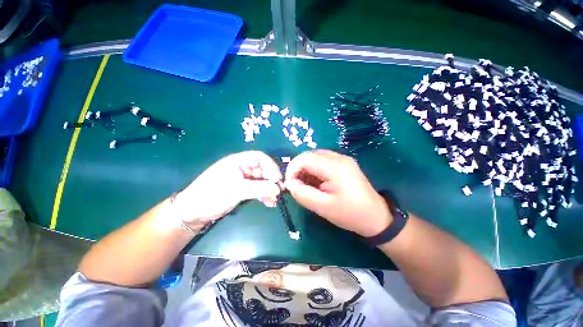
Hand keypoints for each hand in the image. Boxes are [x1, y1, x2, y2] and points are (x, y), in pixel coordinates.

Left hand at [175, 151, 281, 227]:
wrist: (193, 212)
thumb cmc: (212, 196)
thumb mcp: (237, 190)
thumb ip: (259, 188)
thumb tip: (278, 189)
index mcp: (238, 161)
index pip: (260, 158)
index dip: (271, 167)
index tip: (278, 179)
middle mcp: (242, 167)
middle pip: (262, 170)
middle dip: (271, 180)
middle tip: (279, 192)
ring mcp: (242, 178)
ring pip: (261, 180)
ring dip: (269, 189)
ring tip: (274, 200)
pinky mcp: (242, 188)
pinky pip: (257, 189)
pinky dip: (263, 195)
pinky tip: (268, 203)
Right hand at [284, 150, 391, 236]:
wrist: (377, 218)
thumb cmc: (351, 214)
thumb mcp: (324, 207)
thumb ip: (303, 194)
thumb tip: (289, 183)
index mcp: (335, 166)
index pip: (305, 158)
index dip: (292, 169)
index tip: (289, 185)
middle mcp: (339, 158)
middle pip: (310, 155)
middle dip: (298, 169)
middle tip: (296, 186)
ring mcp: (342, 160)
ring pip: (315, 158)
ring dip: (306, 170)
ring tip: (305, 186)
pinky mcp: (344, 165)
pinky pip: (323, 162)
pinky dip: (314, 171)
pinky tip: (315, 184)